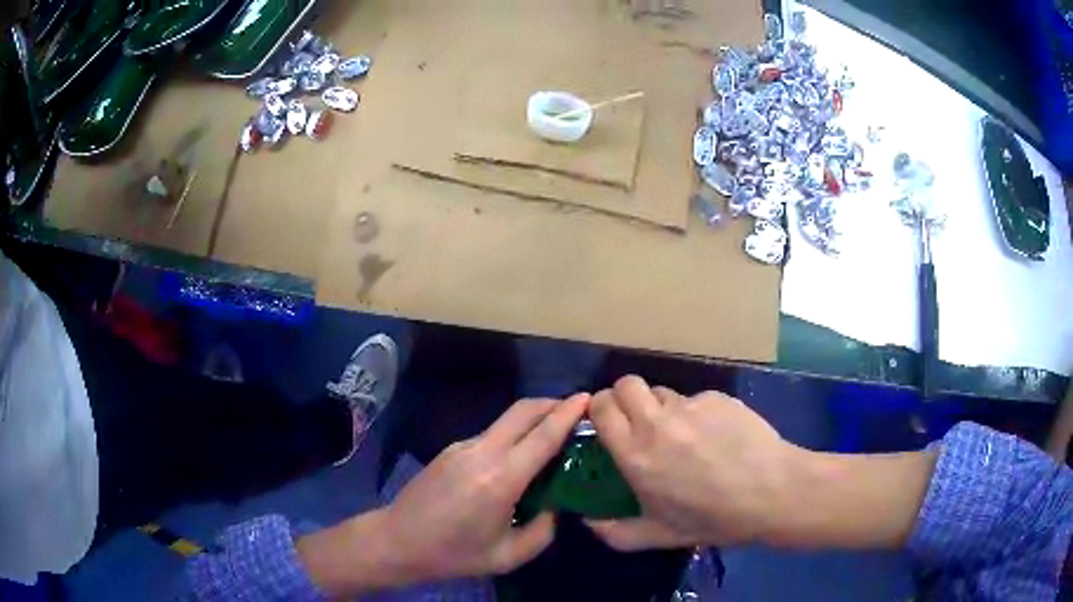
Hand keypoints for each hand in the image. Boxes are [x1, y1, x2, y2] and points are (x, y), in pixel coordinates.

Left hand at [382, 394, 588, 580]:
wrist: (398, 541)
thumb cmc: (454, 554)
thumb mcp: (508, 556)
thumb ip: (543, 531)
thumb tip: (556, 507)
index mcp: (500, 480)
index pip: (543, 435)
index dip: (568, 413)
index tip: (589, 398)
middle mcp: (482, 453)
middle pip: (523, 410)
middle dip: (552, 403)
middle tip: (577, 410)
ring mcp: (462, 447)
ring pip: (506, 420)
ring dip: (533, 418)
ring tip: (553, 435)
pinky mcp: (451, 449)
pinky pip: (491, 435)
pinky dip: (513, 435)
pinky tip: (518, 458)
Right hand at [586, 376, 795, 550]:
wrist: (772, 491)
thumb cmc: (713, 518)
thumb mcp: (661, 535)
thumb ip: (617, 533)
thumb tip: (589, 523)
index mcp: (636, 454)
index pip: (601, 406)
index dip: (599, 408)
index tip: (605, 422)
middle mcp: (657, 422)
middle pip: (626, 384)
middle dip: (624, 397)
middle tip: (637, 421)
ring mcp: (691, 406)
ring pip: (663, 392)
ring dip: (661, 407)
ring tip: (681, 433)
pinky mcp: (718, 397)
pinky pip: (696, 400)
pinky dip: (697, 414)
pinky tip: (717, 437)